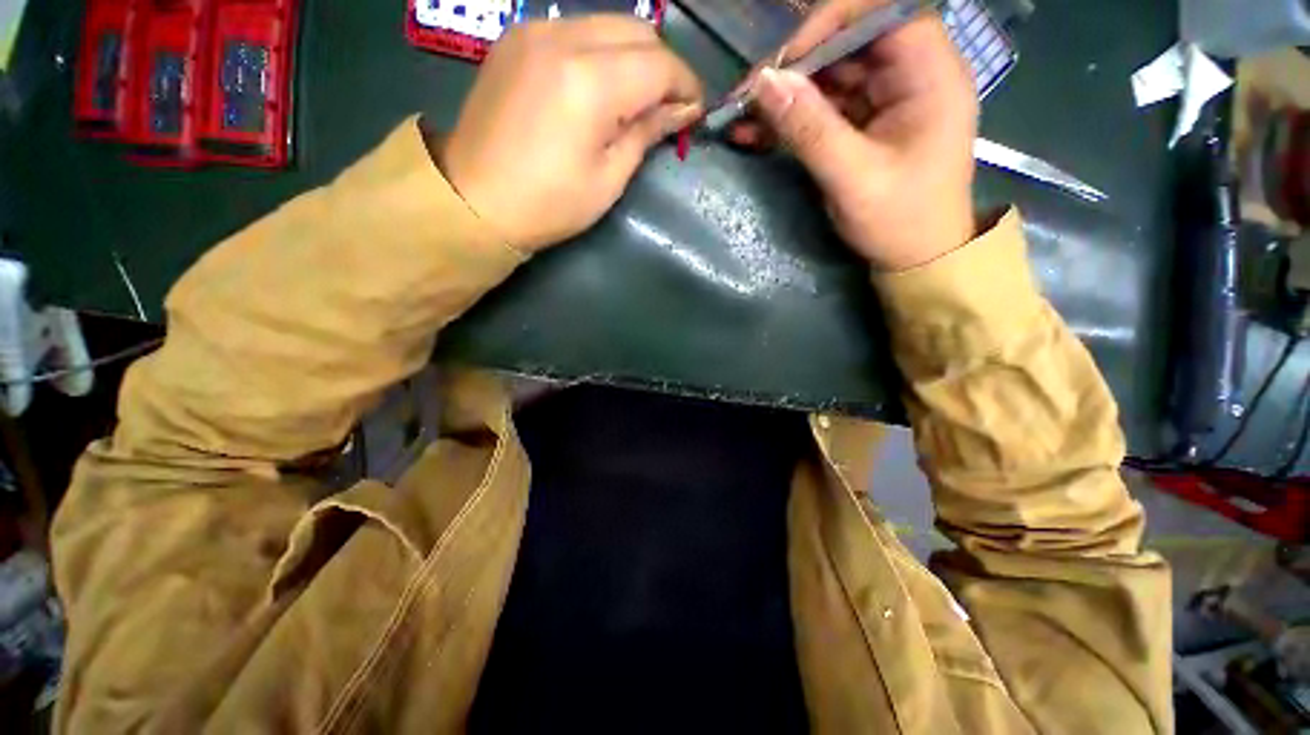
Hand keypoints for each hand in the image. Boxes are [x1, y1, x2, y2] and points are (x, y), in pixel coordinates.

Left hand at [435, 16, 702, 252]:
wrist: (475, 200)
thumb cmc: (549, 204)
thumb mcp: (608, 179)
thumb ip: (645, 133)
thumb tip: (680, 110)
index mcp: (589, 82)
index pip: (659, 63)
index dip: (686, 85)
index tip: (695, 110)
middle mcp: (562, 38)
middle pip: (638, 30)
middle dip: (663, 66)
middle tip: (667, 106)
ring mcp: (534, 30)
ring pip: (608, 24)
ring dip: (633, 57)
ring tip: (635, 99)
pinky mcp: (517, 37)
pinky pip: (576, 30)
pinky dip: (601, 52)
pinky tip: (598, 87)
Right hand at [735, 0, 977, 269]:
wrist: (916, 259)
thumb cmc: (900, 221)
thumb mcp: (853, 178)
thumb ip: (810, 128)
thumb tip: (764, 82)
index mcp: (931, 74)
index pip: (882, 13)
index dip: (831, 24)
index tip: (785, 61)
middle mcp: (910, 75)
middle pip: (848, 44)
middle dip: (795, 67)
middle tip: (748, 96)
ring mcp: (885, 100)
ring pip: (830, 77)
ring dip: (785, 96)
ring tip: (741, 117)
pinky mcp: (864, 124)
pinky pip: (823, 109)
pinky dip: (790, 119)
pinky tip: (756, 132)